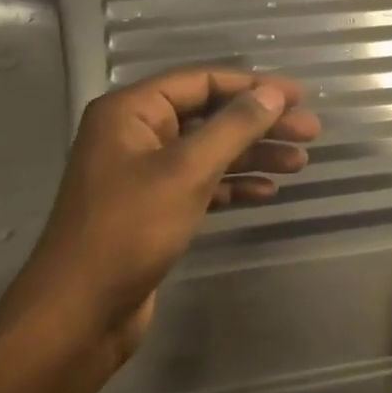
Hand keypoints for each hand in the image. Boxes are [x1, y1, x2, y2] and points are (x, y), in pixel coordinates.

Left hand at [0, 67, 319, 377]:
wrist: (81, 311)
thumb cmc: (130, 229)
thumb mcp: (187, 170)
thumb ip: (233, 127)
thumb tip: (272, 94)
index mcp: (131, 112)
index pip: (201, 81)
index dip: (253, 85)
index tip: (299, 97)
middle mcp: (135, 135)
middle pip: (209, 115)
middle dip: (260, 123)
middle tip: (310, 132)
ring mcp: (144, 174)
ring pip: (209, 152)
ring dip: (253, 155)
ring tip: (299, 163)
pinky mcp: (154, 209)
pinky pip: (201, 184)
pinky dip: (233, 185)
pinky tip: (267, 191)